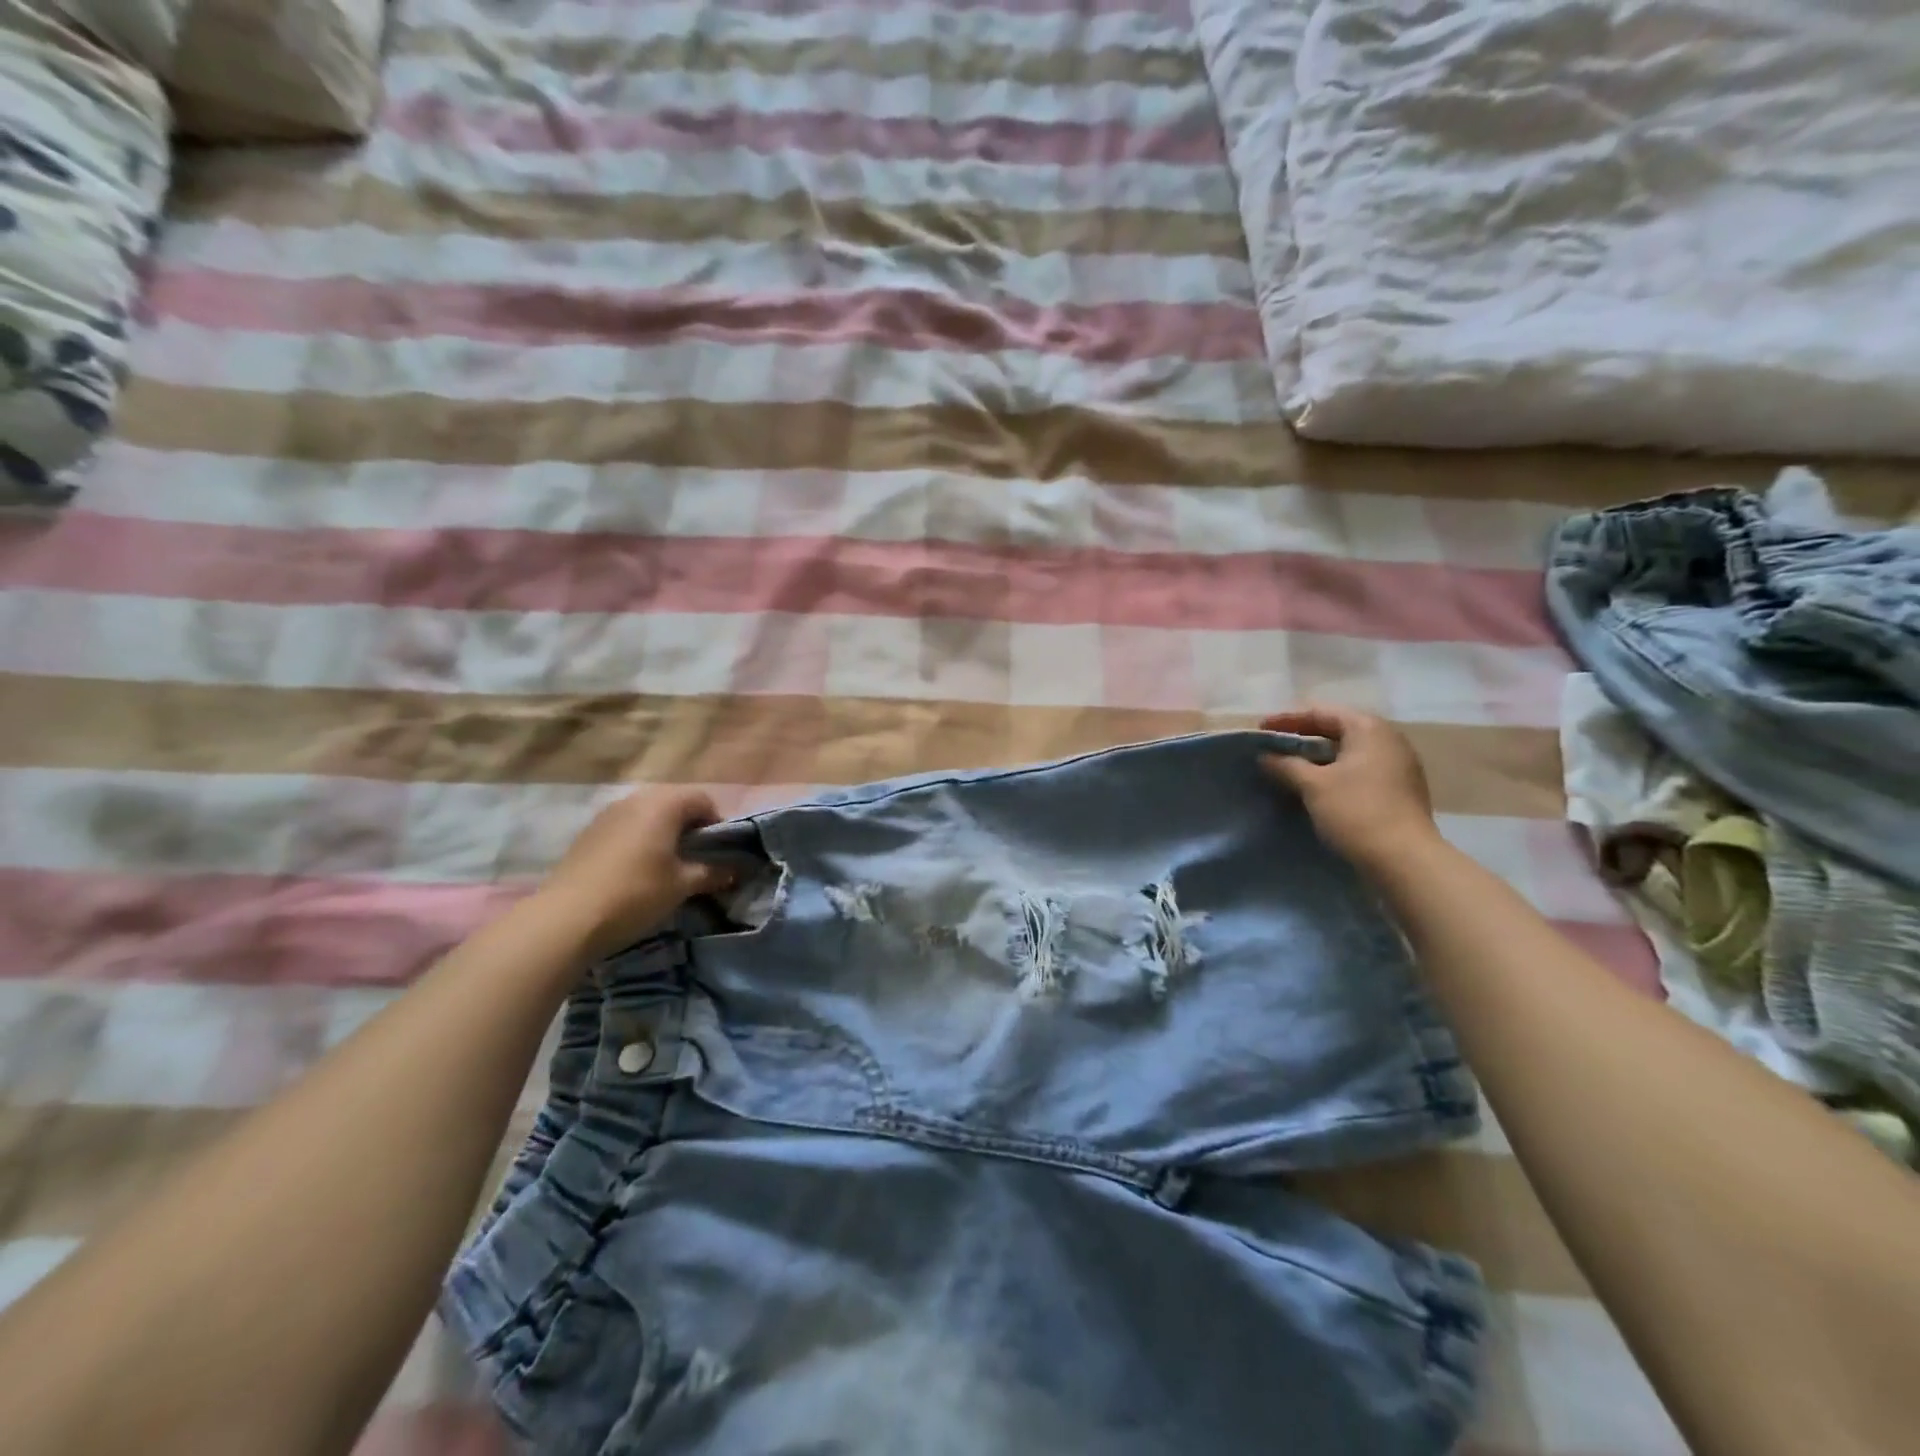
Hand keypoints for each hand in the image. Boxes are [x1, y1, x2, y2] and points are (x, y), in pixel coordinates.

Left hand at [537, 787, 734, 961]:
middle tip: (697, 857)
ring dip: (664, 832)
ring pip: (648, 813)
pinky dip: (639, 839)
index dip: (718, 823)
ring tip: (668, 864)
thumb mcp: (682, 885)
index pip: (703, 799)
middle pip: (674, 802)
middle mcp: (636, 799)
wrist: (566, 919)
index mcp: (663, 804)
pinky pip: (626, 826)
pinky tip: (637, 869)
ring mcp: (608, 814)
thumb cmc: (635, 894)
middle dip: (690, 826)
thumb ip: (713, 872)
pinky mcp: (588, 833)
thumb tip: (736, 869)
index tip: (720, 852)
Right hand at [1258, 705, 1439, 871]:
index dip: (1288, 720)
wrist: (1404, 860)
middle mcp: (1389, 740)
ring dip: (1318, 758)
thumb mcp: (1313, 785)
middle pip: (1338, 729)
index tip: (1260, 729)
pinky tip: (1316, 788)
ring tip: (1290, 767)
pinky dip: (1335, 773)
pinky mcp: (1399, 791)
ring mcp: (1398, 766)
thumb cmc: (1356, 811)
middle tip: (1274, 747)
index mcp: (1369, 729)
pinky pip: (1359, 771)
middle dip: (1303, 737)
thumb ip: (1286, 765)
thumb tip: (1265, 757)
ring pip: (1349, 753)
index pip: (1322, 713)